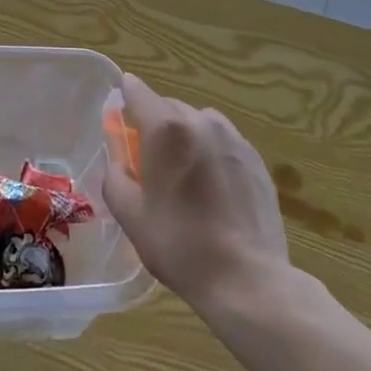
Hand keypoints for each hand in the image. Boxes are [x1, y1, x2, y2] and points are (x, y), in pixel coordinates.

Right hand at [103, 73, 289, 311]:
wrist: (247, 279)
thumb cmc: (180, 244)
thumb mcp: (130, 215)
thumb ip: (114, 177)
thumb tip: (119, 161)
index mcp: (166, 129)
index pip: (137, 91)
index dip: (124, 98)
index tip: (119, 117)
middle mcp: (202, 122)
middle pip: (168, 107)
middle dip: (154, 125)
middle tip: (148, 161)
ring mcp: (234, 139)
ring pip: (199, 122)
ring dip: (185, 137)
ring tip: (184, 175)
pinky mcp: (256, 160)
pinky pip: (224, 143)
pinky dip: (211, 153)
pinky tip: (212, 190)